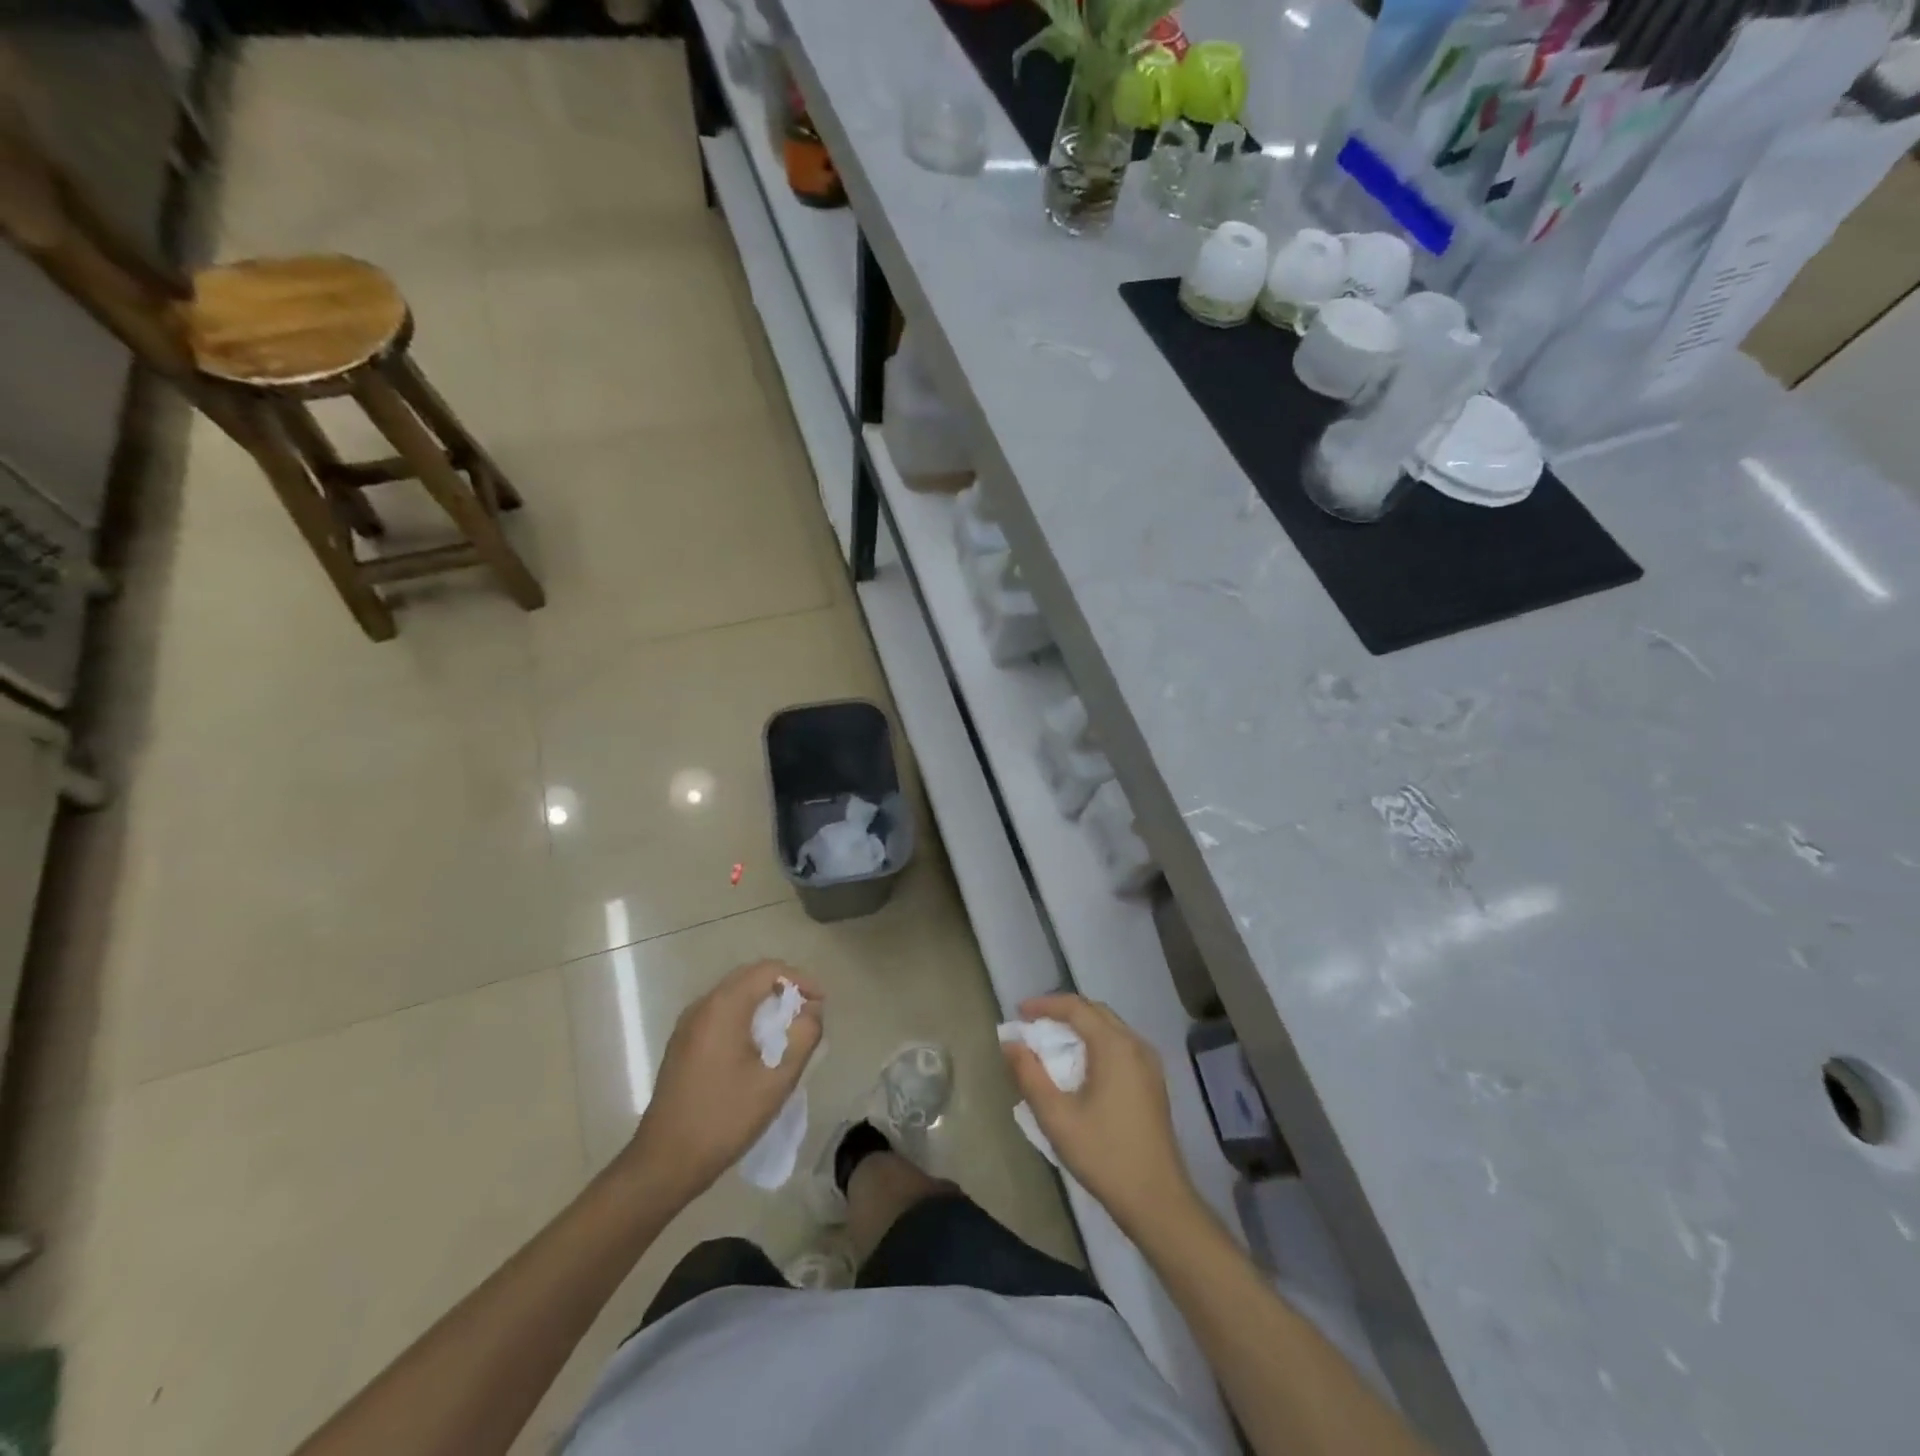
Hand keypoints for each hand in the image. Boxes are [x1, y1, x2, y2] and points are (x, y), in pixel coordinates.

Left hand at [626, 960, 823, 1201]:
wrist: (665, 1162)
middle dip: (783, 987)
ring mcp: (688, 1024)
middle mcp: (702, 1005)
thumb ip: (803, 1037)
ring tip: (787, 1028)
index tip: (821, 1003)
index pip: (768, 970)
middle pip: (749, 977)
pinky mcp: (682, 1044)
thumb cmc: (724, 1118)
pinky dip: (745, 1016)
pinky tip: (757, 1046)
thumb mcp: (777, 1080)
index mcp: (724, 1007)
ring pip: (733, 994)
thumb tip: (811, 1010)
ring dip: (764, 1002)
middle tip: (808, 1012)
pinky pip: (720, 1013)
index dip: (800, 979)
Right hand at [1003, 994, 1196, 1238]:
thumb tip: (1010, 1043)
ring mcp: (1149, 1063)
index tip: (1019, 1012)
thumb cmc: (1104, 1154)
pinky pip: (1121, 1045)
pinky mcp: (1153, 1081)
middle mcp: (1136, 1044)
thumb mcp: (1056, 1116)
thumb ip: (1029, 1074)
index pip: (1076, 1007)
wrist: (1157, 1200)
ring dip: (1081, 1027)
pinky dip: (1096, 1042)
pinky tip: (1081, 1066)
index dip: (1045, 1005)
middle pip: (1095, 1011)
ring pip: (1110, 1027)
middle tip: (1034, 1025)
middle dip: (1063, 1012)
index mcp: (1114, 1046)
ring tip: (1052, 1043)